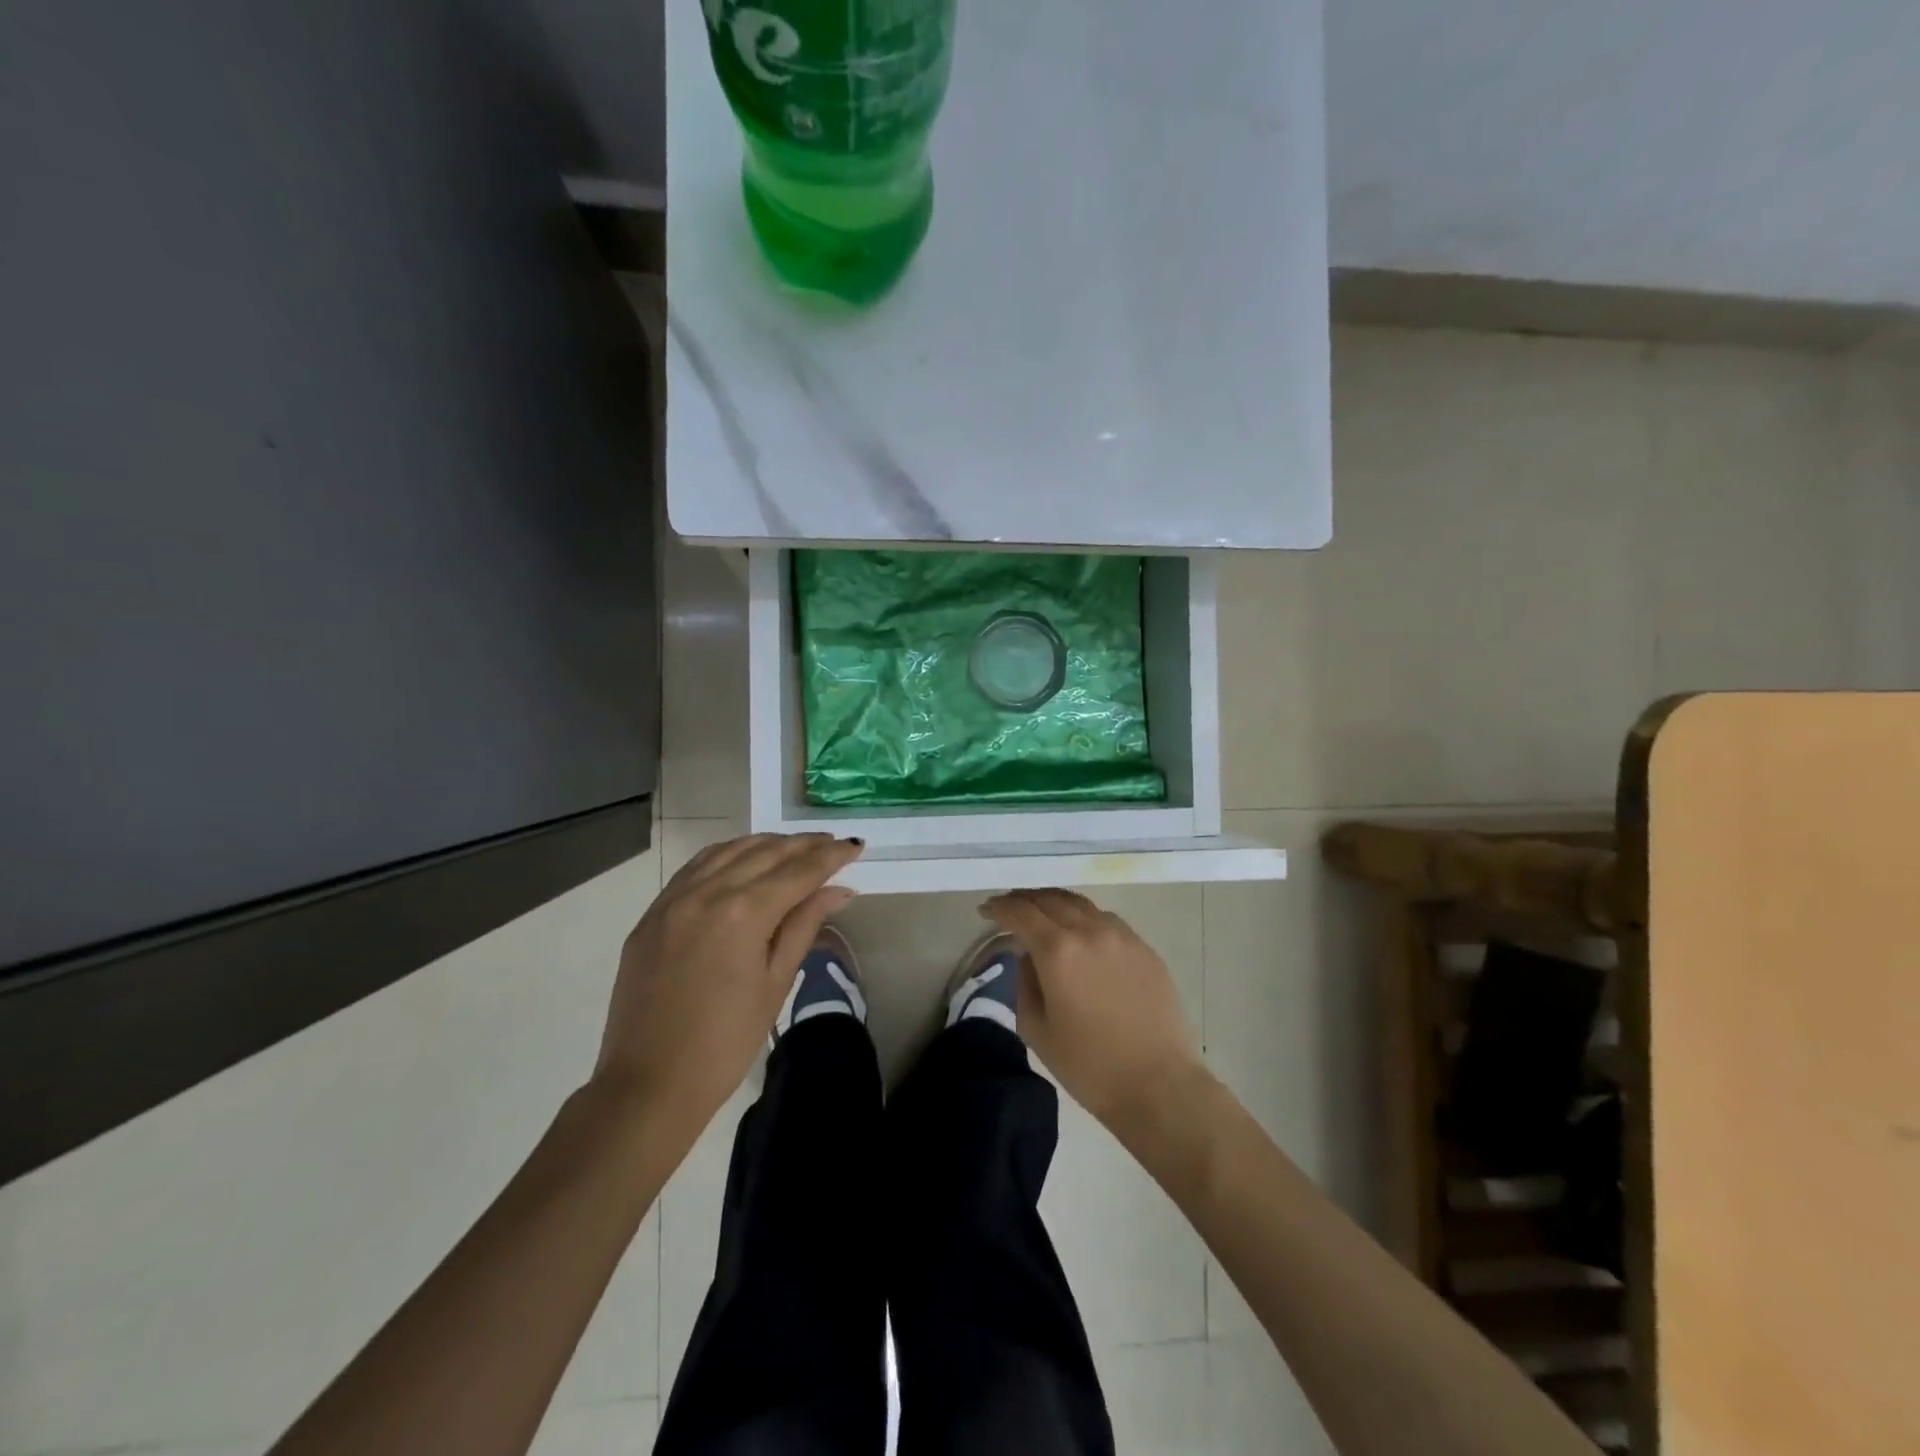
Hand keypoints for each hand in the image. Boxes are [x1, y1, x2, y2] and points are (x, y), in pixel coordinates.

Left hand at [595, 833, 862, 1141]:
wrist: (649, 1083)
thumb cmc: (726, 1042)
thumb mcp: (776, 982)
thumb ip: (804, 925)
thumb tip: (838, 889)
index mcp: (743, 912)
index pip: (798, 871)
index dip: (831, 856)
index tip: (856, 845)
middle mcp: (707, 892)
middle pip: (765, 852)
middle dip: (803, 845)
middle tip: (832, 843)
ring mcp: (673, 899)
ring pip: (728, 850)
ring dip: (766, 844)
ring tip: (794, 848)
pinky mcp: (653, 913)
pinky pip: (696, 867)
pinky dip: (727, 855)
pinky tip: (743, 859)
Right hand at [980, 889, 1204, 1132]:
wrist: (1159, 1085)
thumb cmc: (1089, 1066)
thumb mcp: (1037, 1030)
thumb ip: (1025, 983)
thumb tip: (1030, 958)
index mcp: (1058, 951)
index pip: (1021, 913)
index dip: (999, 907)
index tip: (986, 910)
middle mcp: (1090, 931)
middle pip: (1050, 899)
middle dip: (1024, 900)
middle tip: (1009, 908)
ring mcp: (1122, 936)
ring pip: (1081, 904)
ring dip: (1055, 904)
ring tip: (1043, 915)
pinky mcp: (1145, 949)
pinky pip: (1107, 920)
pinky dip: (1084, 918)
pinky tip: (1081, 934)